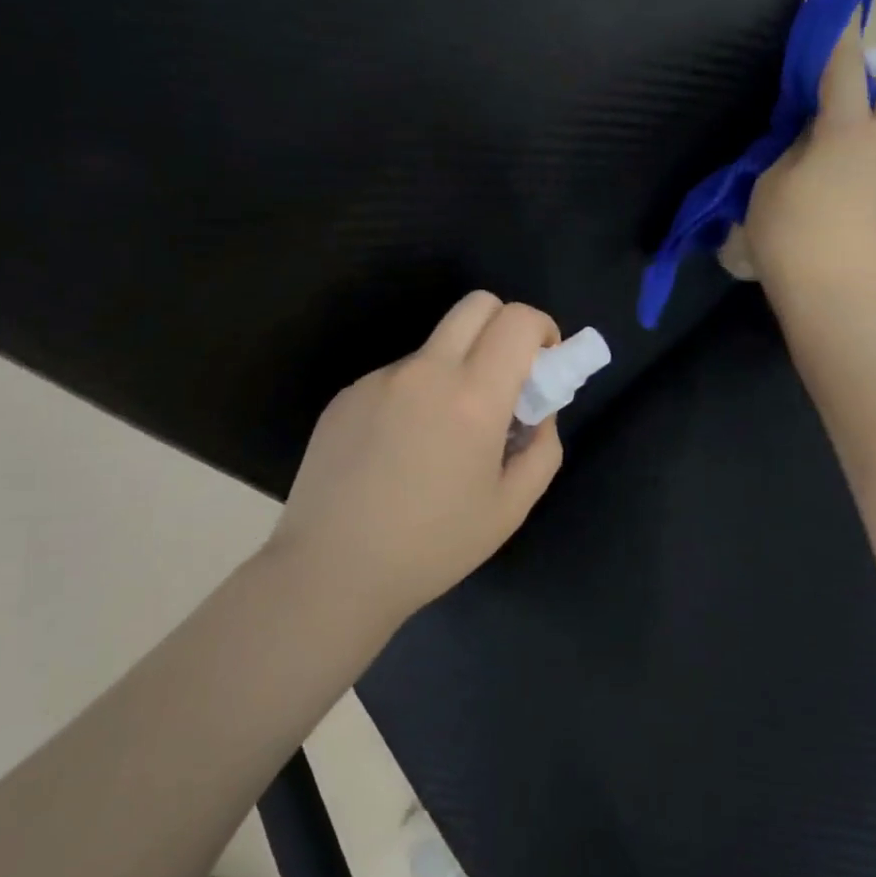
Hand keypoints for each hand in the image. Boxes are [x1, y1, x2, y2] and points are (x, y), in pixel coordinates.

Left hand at [267, 292, 564, 625]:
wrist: (331, 571)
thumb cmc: (432, 547)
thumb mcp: (510, 508)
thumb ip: (541, 448)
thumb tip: (537, 411)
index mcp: (472, 397)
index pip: (517, 320)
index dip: (542, 328)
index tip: (544, 362)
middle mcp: (425, 371)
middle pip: (476, 304)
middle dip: (504, 324)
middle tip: (506, 377)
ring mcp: (379, 379)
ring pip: (435, 347)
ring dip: (456, 368)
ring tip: (441, 438)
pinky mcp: (347, 394)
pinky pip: (397, 377)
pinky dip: (415, 395)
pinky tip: (397, 451)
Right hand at [743, 14, 875, 307]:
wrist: (834, 298)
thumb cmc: (792, 235)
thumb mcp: (770, 184)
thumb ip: (790, 150)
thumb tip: (807, 139)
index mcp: (847, 131)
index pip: (845, 69)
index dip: (840, 38)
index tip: (843, 11)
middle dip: (875, 88)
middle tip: (834, 107)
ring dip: (866, 132)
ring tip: (823, 158)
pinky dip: (864, 165)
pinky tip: (832, 193)